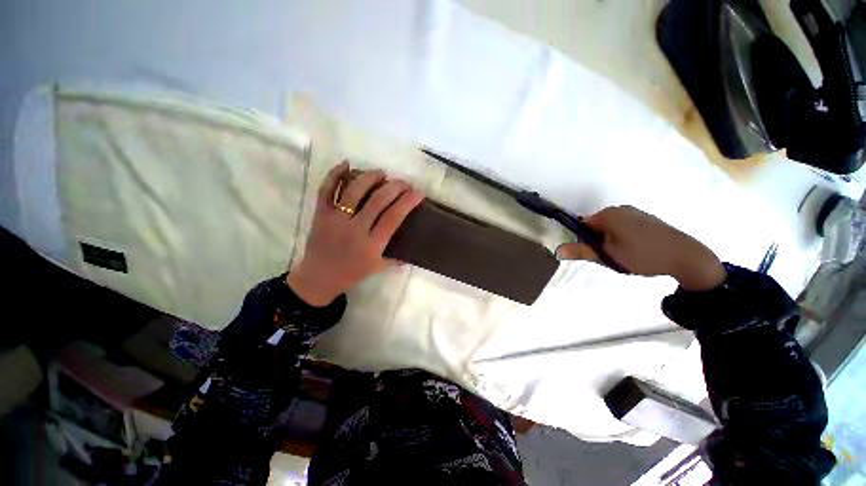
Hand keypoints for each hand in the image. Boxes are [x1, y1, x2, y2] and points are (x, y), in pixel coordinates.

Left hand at [287, 161, 424, 305]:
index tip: (418, 192)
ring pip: (354, 191)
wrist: (318, 278)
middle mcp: (355, 229)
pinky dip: (334, 174)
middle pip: (378, 200)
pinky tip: (346, 163)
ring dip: (370, 177)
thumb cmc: (351, 273)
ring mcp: (336, 219)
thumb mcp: (377, 268)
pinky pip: (326, 190)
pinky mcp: (321, 214)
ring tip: (382, 173)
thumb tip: (410, 252)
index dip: (408, 202)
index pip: (393, 217)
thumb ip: (395, 259)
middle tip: (404, 182)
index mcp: (372, 244)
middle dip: (395, 187)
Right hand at [556, 206, 725, 290]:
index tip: (591, 253)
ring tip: (622, 256)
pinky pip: (625, 227)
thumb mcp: (608, 256)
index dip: (582, 239)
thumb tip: (557, 249)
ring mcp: (635, 213)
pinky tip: (635, 251)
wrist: (687, 257)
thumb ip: (581, 251)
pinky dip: (623, 238)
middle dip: (597, 241)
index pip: (582, 224)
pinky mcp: (647, 220)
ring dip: (610, 240)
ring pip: (611, 228)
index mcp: (608, 215)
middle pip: (596, 226)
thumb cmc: (642, 255)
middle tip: (607, 257)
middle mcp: (620, 209)